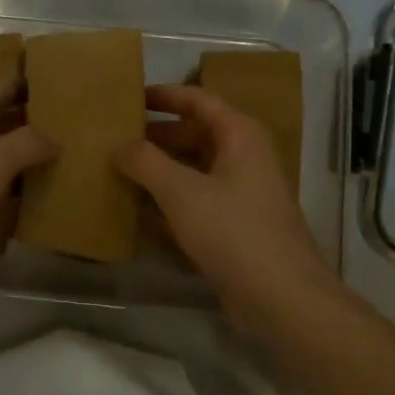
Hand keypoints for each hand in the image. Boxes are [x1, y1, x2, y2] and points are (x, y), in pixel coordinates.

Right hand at [116, 85, 336, 336]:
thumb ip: (146, 162)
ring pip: (191, 171)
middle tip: (112, 140)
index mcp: (239, 135)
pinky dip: (168, 203)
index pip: (197, 100)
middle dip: (154, 138)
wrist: (282, 298)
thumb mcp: (181, 191)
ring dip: (157, 172)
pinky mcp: (234, 227)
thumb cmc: (233, 231)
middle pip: (192, 135)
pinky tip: (135, 212)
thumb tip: (120, 146)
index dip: (162, 96)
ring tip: (116, 172)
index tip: (127, 98)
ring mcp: (240, 194)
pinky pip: (194, 203)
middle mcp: (243, 158)